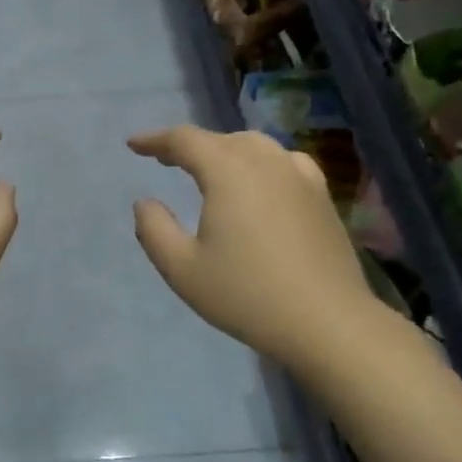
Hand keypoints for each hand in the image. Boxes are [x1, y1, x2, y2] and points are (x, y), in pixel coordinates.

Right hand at [129, 126, 380, 365]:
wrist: (327, 321)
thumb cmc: (246, 294)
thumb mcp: (182, 269)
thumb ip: (154, 230)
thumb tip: (145, 203)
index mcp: (228, 171)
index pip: (184, 140)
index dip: (155, 140)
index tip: (134, 145)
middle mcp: (265, 161)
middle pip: (220, 139)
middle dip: (189, 146)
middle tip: (165, 160)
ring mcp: (299, 176)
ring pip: (254, 147)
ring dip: (224, 151)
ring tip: (208, 170)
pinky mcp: (321, 196)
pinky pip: (283, 162)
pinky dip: (259, 163)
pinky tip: (260, 182)